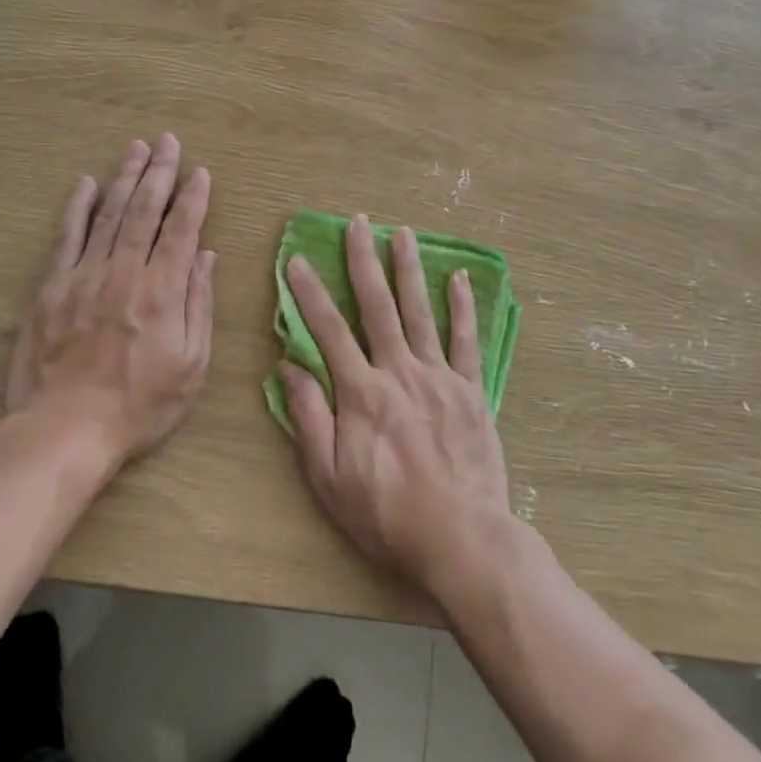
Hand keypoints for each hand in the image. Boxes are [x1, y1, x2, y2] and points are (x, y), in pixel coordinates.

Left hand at [6, 135, 215, 466]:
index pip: (182, 230)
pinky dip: (77, 207)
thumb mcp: (191, 365)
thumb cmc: (139, 404)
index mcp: (163, 290)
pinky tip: (86, 183)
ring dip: (125, 178)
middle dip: (160, 172)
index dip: (193, 198)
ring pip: (109, 214)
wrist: (66, 429)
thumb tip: (205, 257)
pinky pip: (67, 237)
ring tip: (137, 148)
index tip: (200, 172)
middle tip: (168, 142)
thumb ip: (199, 305)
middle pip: (145, 210)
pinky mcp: (52, 287)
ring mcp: (85, 275)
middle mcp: (125, 272)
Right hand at [281, 215, 511, 600]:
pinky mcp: (472, 390)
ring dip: (409, 269)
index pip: (328, 330)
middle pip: (377, 306)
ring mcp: (439, 377)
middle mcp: (399, 372)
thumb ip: (309, 418)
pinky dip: (463, 306)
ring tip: (403, 233)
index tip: (299, 260)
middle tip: (358, 222)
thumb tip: (288, 367)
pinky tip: (460, 277)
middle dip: (364, 260)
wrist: (461, 539)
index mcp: (361, 393)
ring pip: (421, 311)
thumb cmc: (386, 514)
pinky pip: (467, 340)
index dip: (310, 293)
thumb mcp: (329, 478)